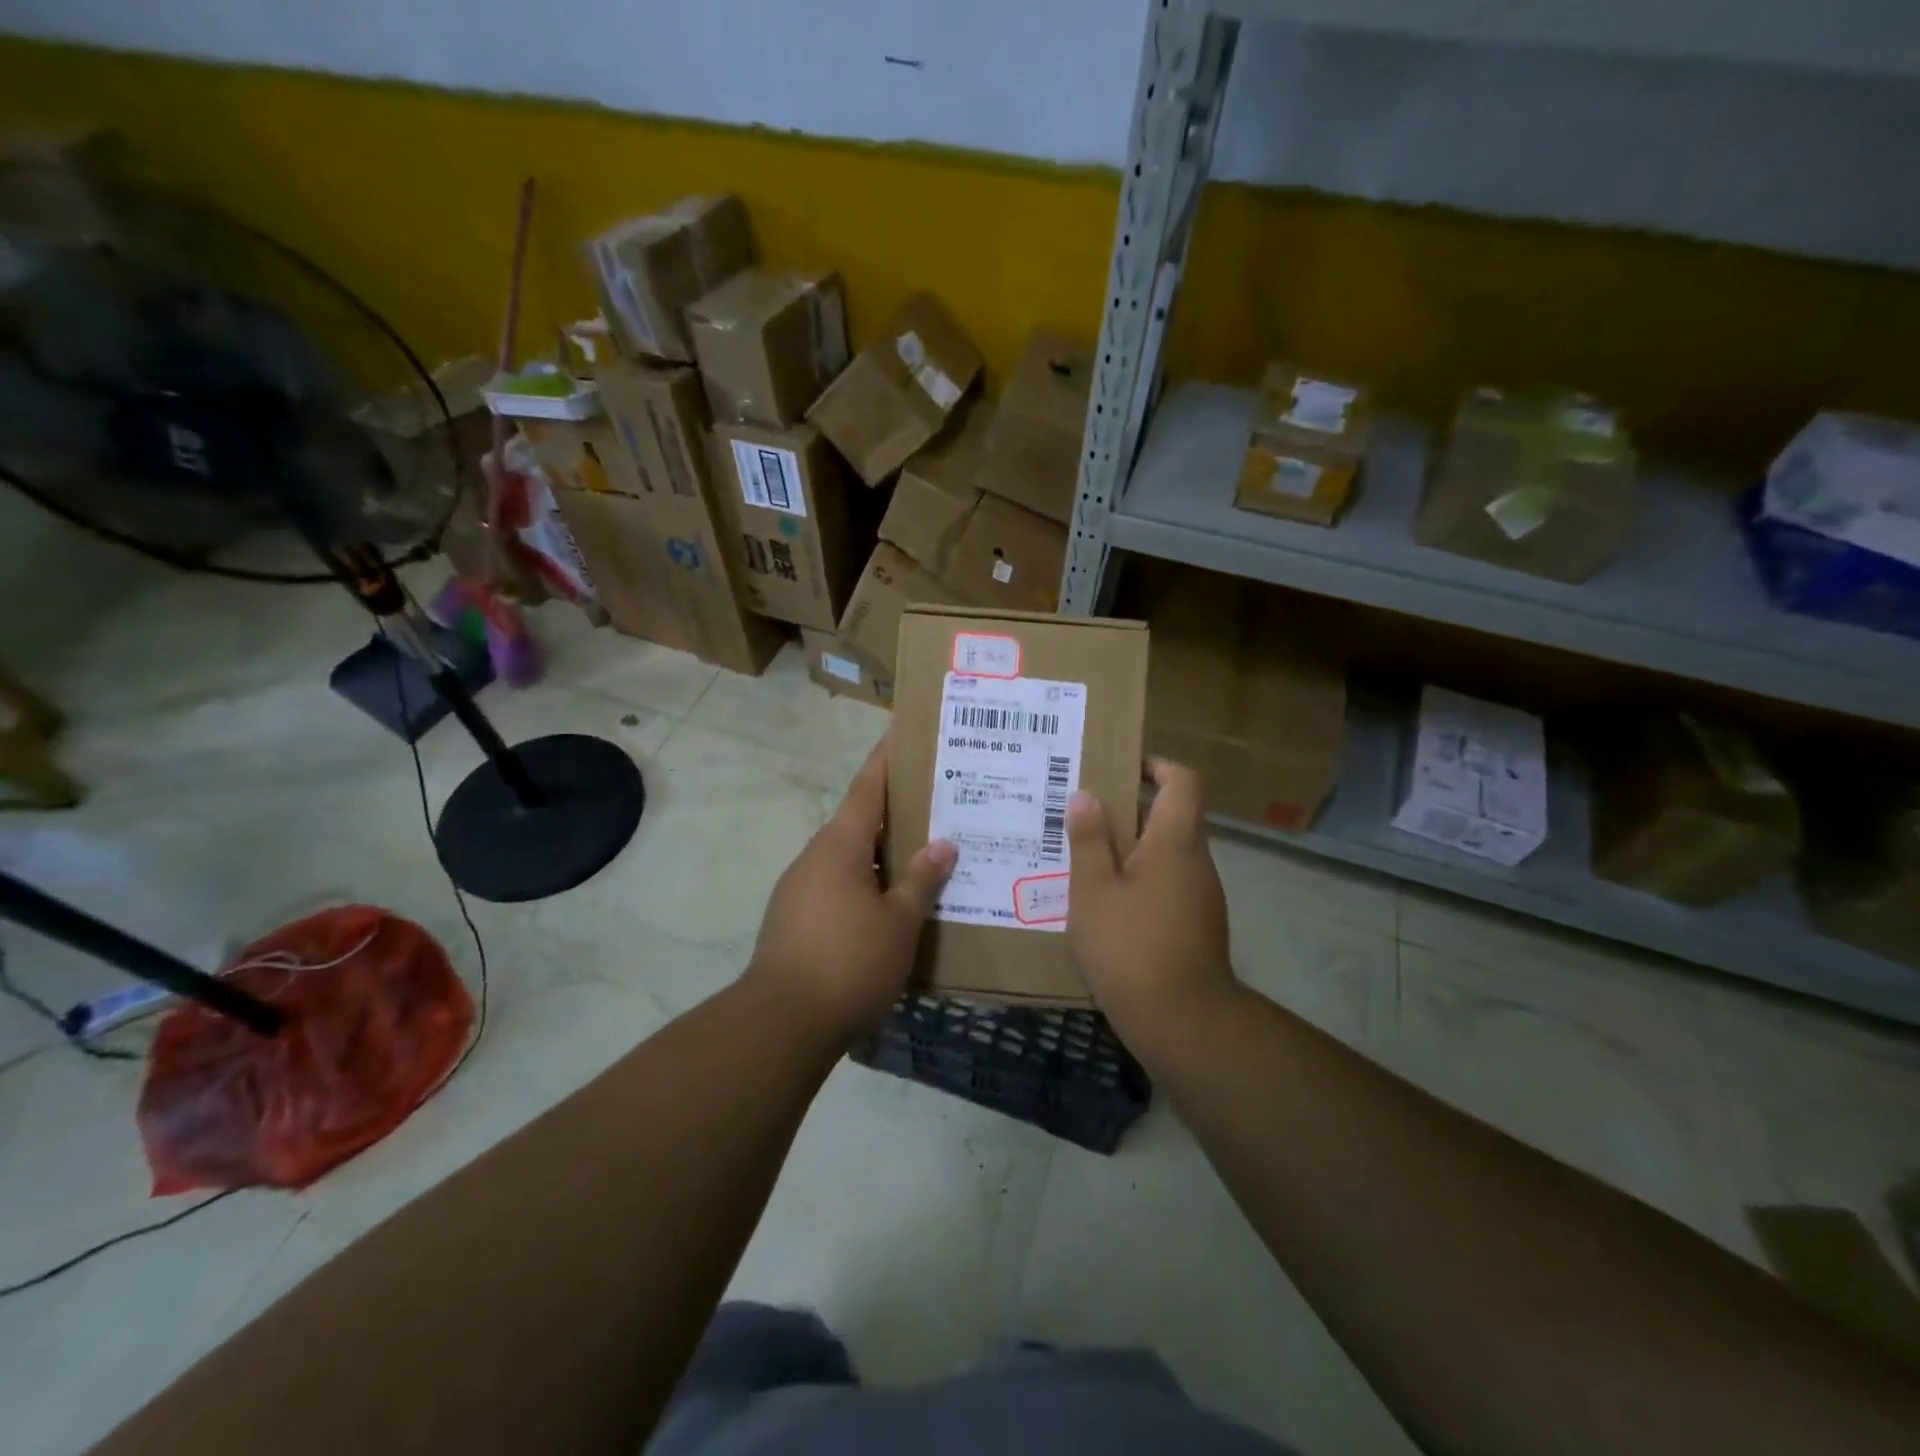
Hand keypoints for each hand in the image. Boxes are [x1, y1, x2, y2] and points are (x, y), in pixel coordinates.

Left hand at [746, 737, 956, 1037]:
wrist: (781, 1023)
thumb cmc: (848, 962)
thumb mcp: (898, 922)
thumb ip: (921, 880)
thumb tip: (943, 844)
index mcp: (839, 845)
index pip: (866, 787)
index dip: (886, 759)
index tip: (904, 732)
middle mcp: (815, 858)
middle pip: (859, 820)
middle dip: (895, 809)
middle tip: (937, 800)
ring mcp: (801, 889)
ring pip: (850, 857)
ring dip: (882, 851)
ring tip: (925, 851)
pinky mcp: (796, 919)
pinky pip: (839, 885)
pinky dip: (868, 881)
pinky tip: (893, 900)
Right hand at [1065, 757, 1237, 1047]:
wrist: (1183, 1023)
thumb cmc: (1132, 946)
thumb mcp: (1094, 890)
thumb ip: (1089, 840)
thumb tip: (1086, 795)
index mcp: (1176, 841)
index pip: (1183, 781)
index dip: (1156, 765)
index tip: (1120, 768)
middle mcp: (1196, 862)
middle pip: (1172, 815)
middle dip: (1130, 807)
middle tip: (1083, 811)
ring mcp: (1199, 896)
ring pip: (1166, 853)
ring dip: (1131, 846)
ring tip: (1083, 854)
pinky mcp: (1194, 926)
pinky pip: (1166, 884)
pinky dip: (1138, 879)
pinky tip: (1102, 900)